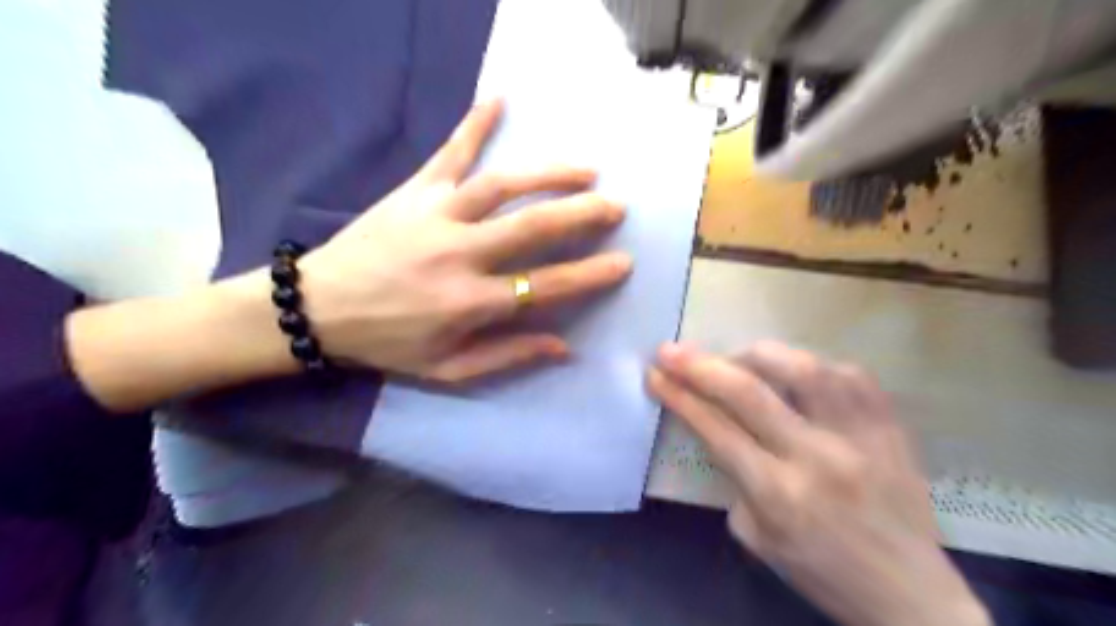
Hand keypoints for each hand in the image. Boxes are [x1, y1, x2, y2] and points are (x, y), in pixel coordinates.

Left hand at [297, 97, 629, 381]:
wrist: (318, 308)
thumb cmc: (388, 343)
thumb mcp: (447, 369)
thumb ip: (507, 356)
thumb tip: (564, 346)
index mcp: (470, 302)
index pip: (545, 286)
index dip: (589, 275)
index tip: (623, 262)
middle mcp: (460, 254)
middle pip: (532, 227)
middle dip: (581, 215)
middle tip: (615, 206)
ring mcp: (436, 215)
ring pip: (502, 186)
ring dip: (548, 175)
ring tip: (586, 169)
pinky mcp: (414, 192)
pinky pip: (450, 153)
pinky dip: (474, 125)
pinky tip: (499, 100)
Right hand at [652, 346, 988, 625]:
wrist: (910, 594)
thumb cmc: (821, 570)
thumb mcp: (757, 537)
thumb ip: (734, 479)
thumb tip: (721, 429)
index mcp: (778, 493)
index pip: (715, 429)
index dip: (679, 396)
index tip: (655, 373)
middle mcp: (817, 457)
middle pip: (748, 393)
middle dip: (700, 365)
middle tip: (671, 349)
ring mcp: (858, 436)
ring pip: (803, 369)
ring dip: (756, 355)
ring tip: (737, 359)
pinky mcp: (890, 426)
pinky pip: (850, 374)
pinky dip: (813, 365)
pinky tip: (796, 372)